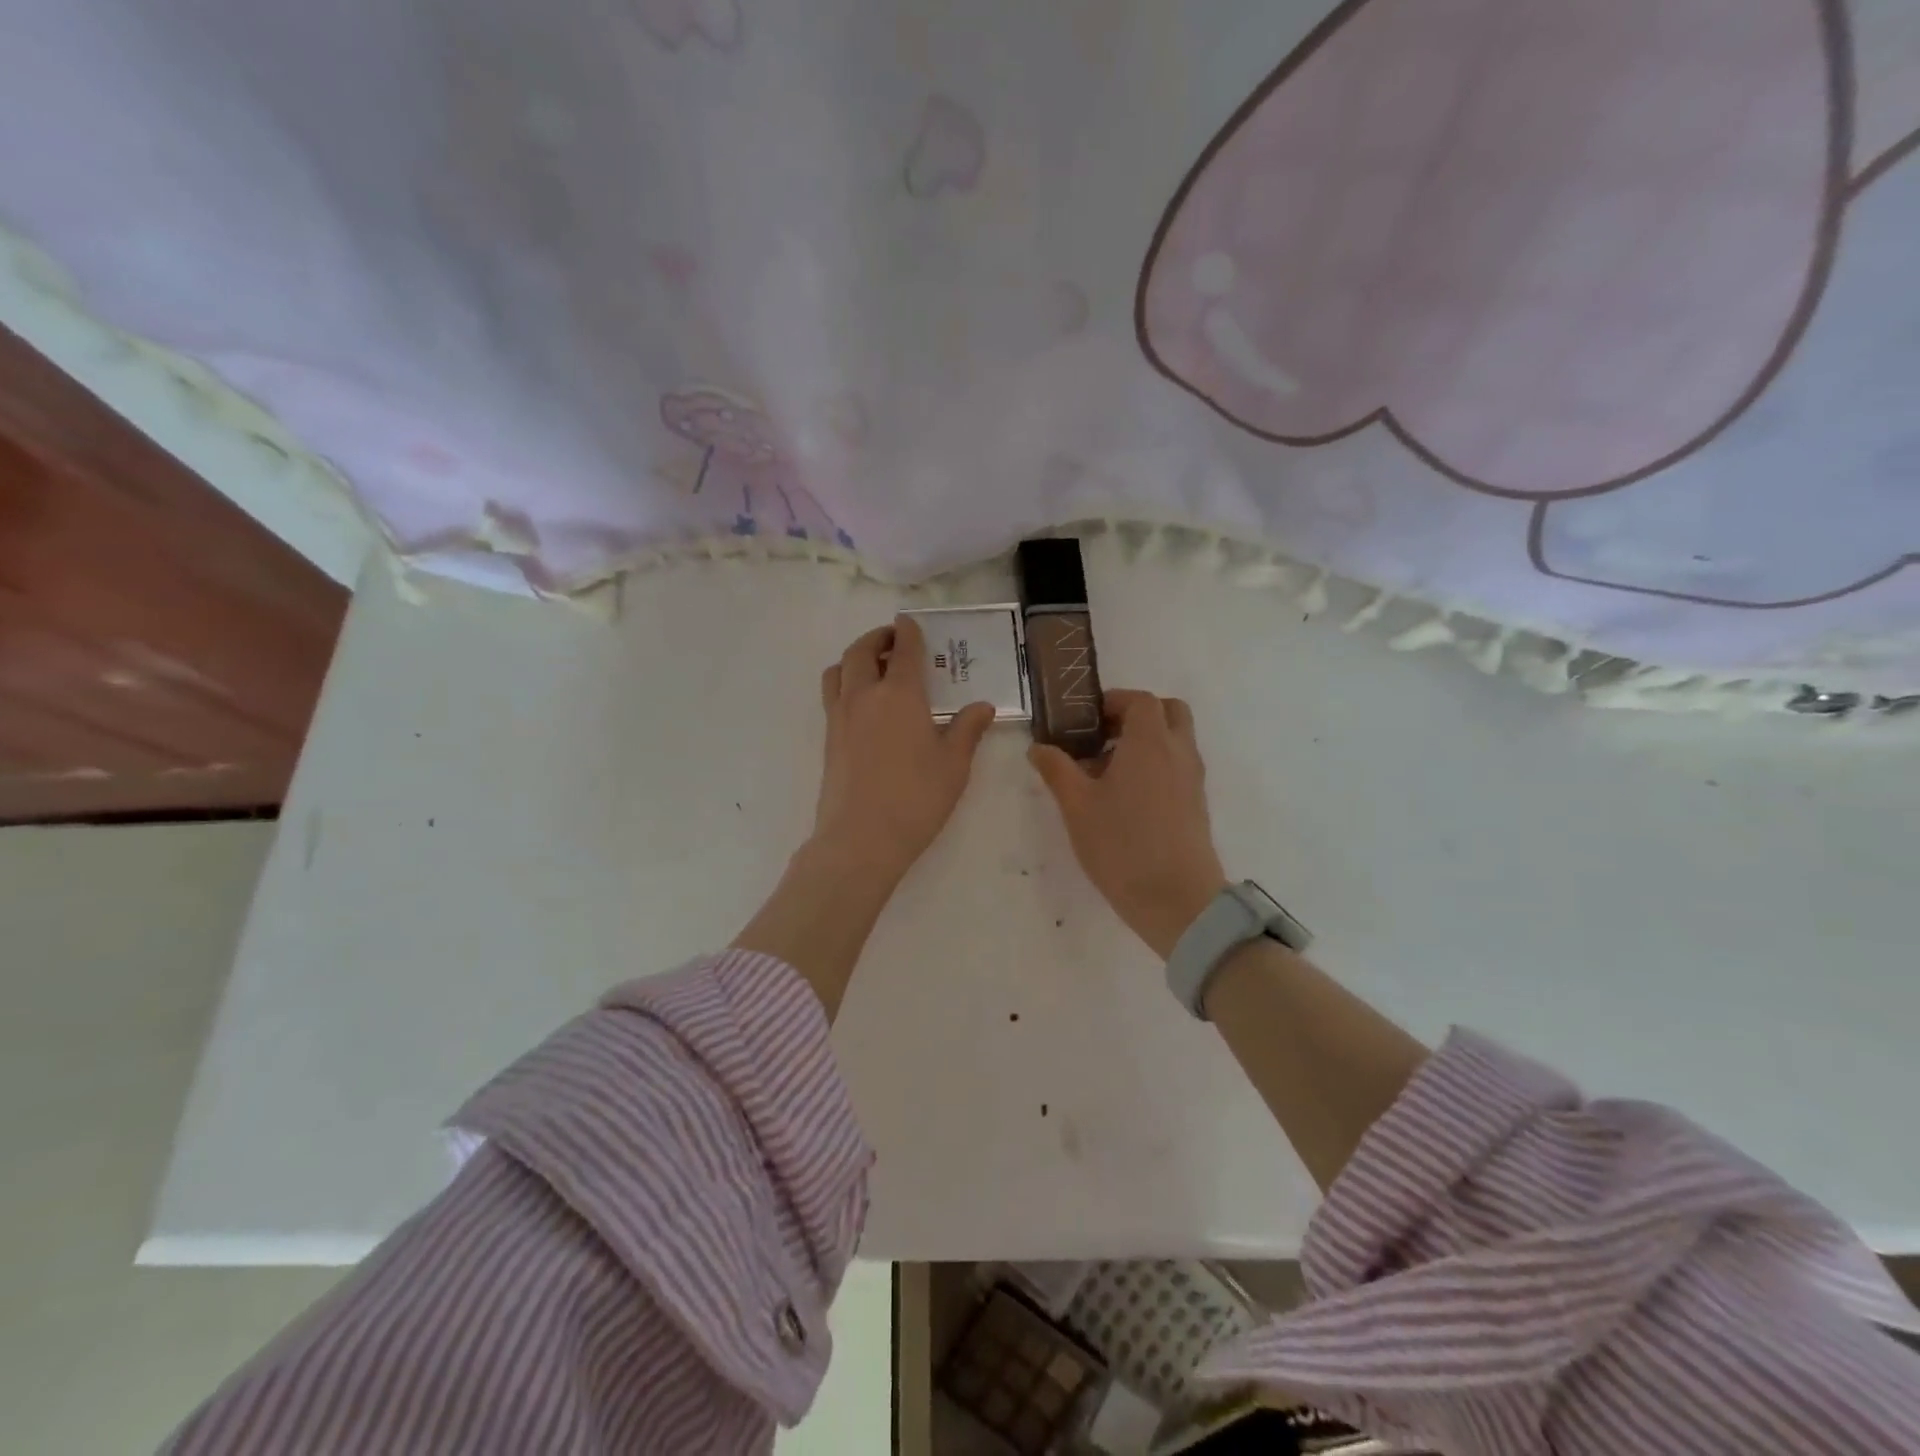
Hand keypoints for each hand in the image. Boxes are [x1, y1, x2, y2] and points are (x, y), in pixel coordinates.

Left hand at [812, 615, 996, 884]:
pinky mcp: (828, 738)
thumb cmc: (916, 799)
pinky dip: (844, 683)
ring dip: (854, 658)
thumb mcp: (954, 765)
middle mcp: (864, 695)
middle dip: (877, 638)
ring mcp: (840, 716)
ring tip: (872, 668)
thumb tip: (983, 706)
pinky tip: (864, 706)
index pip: (903, 649)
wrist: (861, 838)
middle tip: (892, 641)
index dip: (908, 631)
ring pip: (838, 670)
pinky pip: (832, 695)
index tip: (910, 622)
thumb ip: (968, 730)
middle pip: (861, 651)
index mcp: (900, 694)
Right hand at [1029, 690, 1228, 958]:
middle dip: (1136, 715)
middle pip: (1168, 711)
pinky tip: (1126, 798)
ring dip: (1146, 741)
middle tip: (1103, 737)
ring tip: (1107, 772)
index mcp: (1150, 742)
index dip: (1112, 701)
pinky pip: (1178, 766)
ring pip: (1176, 740)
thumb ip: (1057, 770)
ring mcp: (1192, 778)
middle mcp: (1178, 751)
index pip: (1139, 700)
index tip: (1085, 719)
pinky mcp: (1196, 804)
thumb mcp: (1077, 807)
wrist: (1177, 899)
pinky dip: (1157, 765)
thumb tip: (1039, 747)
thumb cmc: (1122, 845)